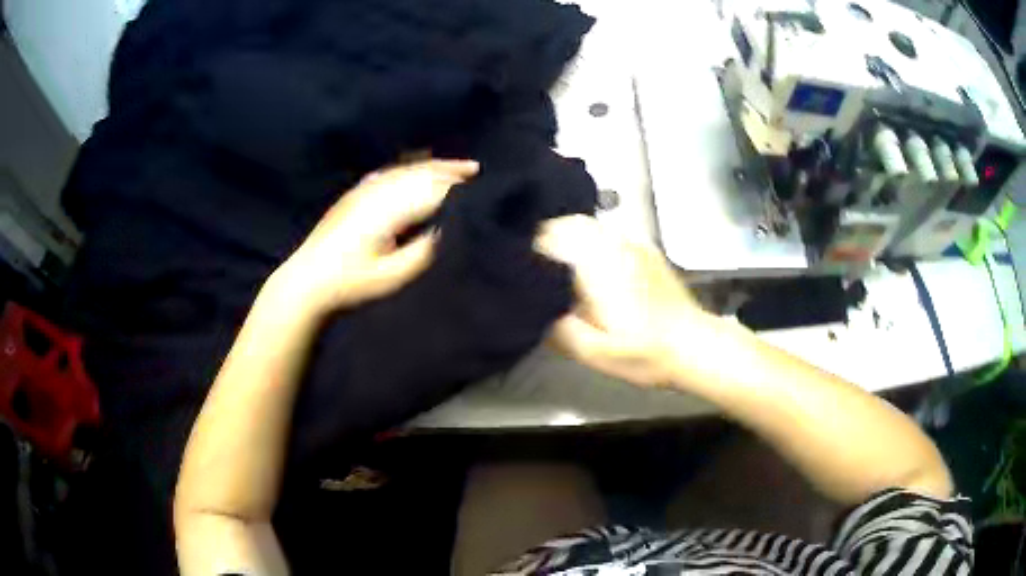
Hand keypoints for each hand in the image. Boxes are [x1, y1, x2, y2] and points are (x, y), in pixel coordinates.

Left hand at [270, 159, 477, 316]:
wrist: (307, 280)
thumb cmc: (350, 283)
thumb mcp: (391, 277)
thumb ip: (422, 252)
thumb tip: (445, 230)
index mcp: (388, 211)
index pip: (430, 191)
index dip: (457, 186)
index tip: (480, 185)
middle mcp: (376, 194)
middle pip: (419, 173)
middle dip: (448, 169)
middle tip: (474, 168)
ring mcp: (362, 192)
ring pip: (404, 170)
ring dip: (430, 165)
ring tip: (452, 166)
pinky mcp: (353, 195)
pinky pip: (387, 173)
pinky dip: (407, 168)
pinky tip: (413, 169)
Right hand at [534, 215, 710, 386]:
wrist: (694, 345)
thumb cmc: (644, 352)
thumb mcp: (594, 353)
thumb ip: (557, 329)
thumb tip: (533, 309)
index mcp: (595, 265)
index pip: (548, 238)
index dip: (527, 251)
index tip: (517, 268)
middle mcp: (612, 244)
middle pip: (565, 223)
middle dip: (544, 239)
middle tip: (531, 267)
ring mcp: (631, 242)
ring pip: (585, 225)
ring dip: (565, 238)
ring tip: (555, 265)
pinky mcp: (644, 248)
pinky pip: (606, 233)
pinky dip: (588, 240)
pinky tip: (588, 264)